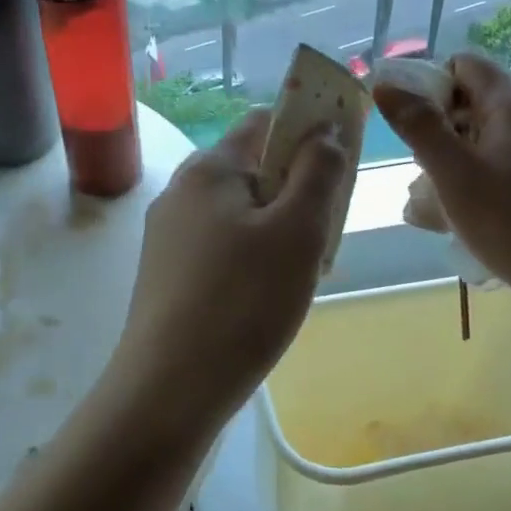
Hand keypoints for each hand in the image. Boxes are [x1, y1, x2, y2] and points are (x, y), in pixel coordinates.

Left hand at [103, 110, 346, 429]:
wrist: (170, 388)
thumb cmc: (243, 301)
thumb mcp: (298, 232)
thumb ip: (318, 172)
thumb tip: (326, 129)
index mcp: (208, 168)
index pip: (266, 122)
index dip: (310, 130)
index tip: (343, 163)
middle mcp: (181, 192)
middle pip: (254, 170)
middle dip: (297, 193)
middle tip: (325, 237)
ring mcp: (168, 235)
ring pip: (241, 214)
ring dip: (279, 232)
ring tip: (302, 276)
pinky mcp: (167, 273)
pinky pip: (222, 247)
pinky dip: (253, 259)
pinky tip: (267, 298)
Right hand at [372, 54, 510, 322]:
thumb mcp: (455, 175)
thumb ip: (419, 127)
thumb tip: (385, 84)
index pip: (463, 65)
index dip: (428, 86)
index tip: (408, 128)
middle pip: (473, 103)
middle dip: (436, 133)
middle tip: (419, 175)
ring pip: (486, 140)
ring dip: (453, 164)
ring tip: (432, 209)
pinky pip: (505, 167)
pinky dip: (479, 183)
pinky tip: (467, 221)